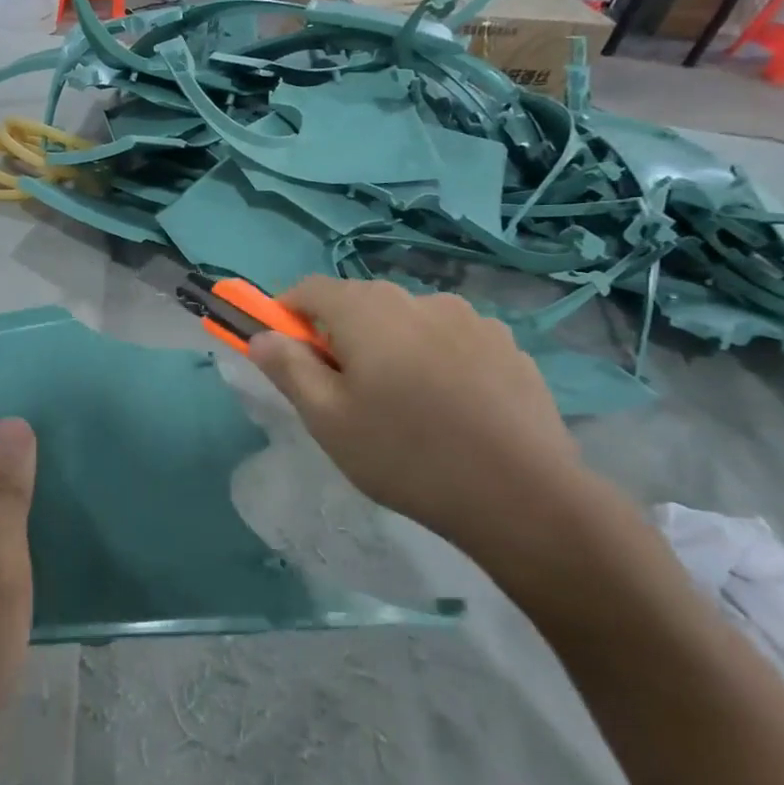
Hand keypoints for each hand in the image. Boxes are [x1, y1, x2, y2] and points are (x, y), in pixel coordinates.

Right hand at [249, 278, 597, 583]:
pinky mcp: (508, 345)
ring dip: (389, 346)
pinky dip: (432, 359)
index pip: (310, 289)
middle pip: (360, 303)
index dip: (286, 315)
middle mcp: (419, 298)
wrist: (522, 495)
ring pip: (407, 321)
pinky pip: (449, 340)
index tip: (285, 354)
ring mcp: (471, 319)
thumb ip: (288, 368)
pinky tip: (447, 408)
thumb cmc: (405, 454)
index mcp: (368, 310)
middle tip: (342, 392)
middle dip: (339, 335)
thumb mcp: (327, 418)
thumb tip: (261, 336)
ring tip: (400, 404)